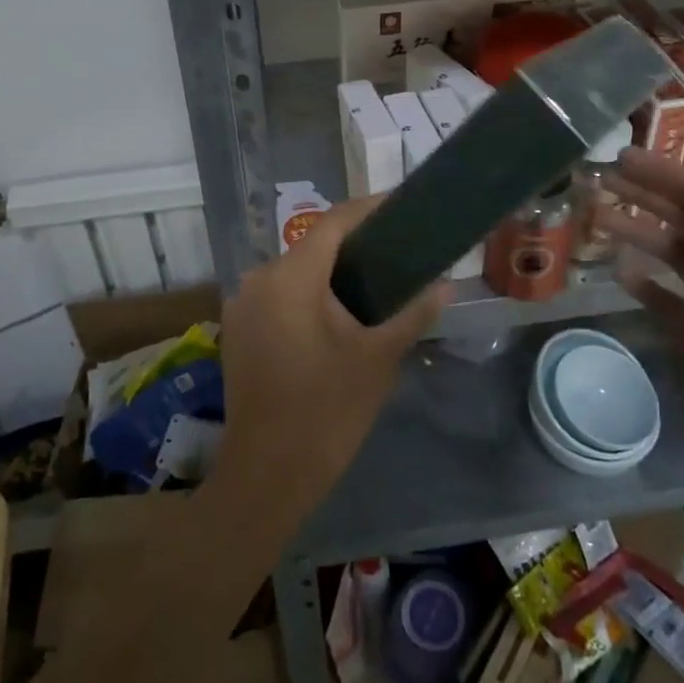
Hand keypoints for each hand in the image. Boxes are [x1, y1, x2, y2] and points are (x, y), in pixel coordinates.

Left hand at [211, 198, 444, 523]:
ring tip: (375, 277)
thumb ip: (412, 313)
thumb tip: (445, 285)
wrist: (267, 475)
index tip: (402, 206)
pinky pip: (278, 293)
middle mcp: (258, 279)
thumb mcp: (378, 359)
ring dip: (331, 270)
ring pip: (295, 270)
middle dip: (354, 244)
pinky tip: (337, 310)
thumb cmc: (327, 412)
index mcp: (291, 277)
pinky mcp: (238, 328)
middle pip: (312, 245)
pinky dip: (308, 292)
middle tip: (398, 248)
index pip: (334, 222)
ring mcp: (242, 304)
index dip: (370, 209)